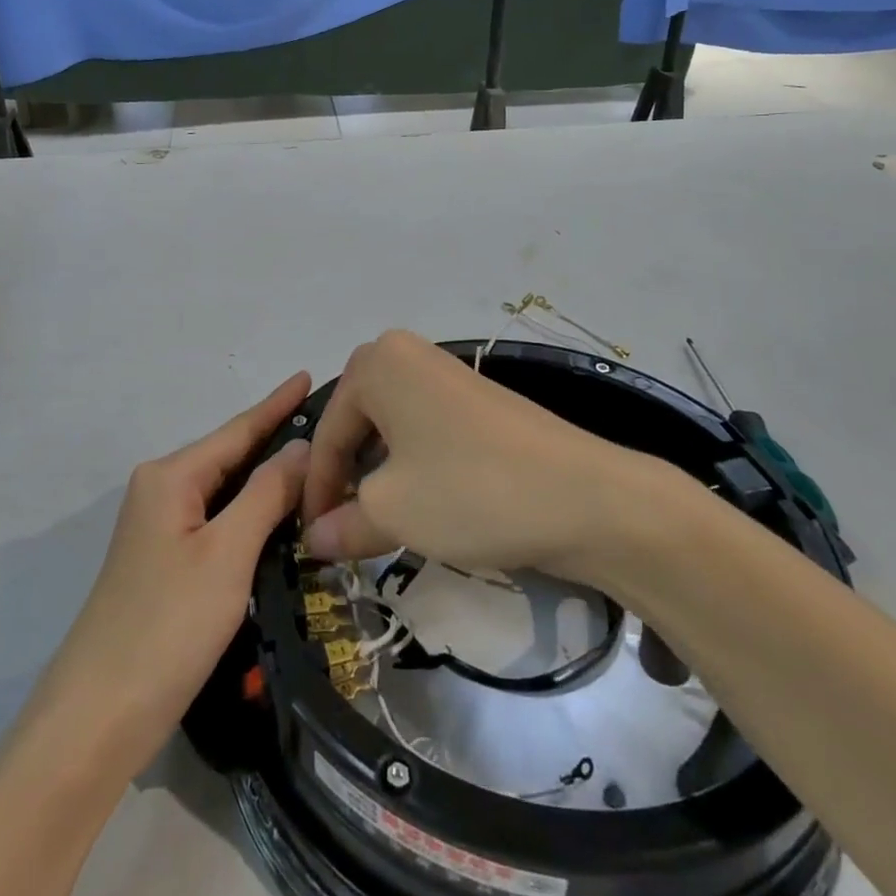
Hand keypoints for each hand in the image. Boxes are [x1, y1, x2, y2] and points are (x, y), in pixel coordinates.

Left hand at [30, 373, 311, 777]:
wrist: (97, 719)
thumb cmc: (167, 625)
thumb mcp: (227, 553)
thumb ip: (267, 493)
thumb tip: (301, 446)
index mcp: (170, 476)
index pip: (237, 430)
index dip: (276, 404)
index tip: (308, 375)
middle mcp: (161, 491)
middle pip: (230, 456)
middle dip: (276, 439)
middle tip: (330, 426)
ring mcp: (160, 529)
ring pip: (225, 490)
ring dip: (268, 479)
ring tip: (317, 462)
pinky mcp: (165, 564)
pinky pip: (218, 520)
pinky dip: (252, 512)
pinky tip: (280, 515)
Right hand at [301, 331, 633, 574]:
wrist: (584, 496)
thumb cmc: (469, 490)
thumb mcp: (392, 512)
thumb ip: (342, 523)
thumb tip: (314, 539)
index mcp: (377, 363)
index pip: (327, 432)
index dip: (315, 491)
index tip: (311, 540)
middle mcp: (407, 355)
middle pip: (356, 422)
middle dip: (346, 476)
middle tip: (343, 527)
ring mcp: (447, 374)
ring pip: (391, 428)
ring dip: (379, 474)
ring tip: (381, 521)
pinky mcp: (477, 400)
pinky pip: (424, 429)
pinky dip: (412, 465)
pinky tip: (423, 503)